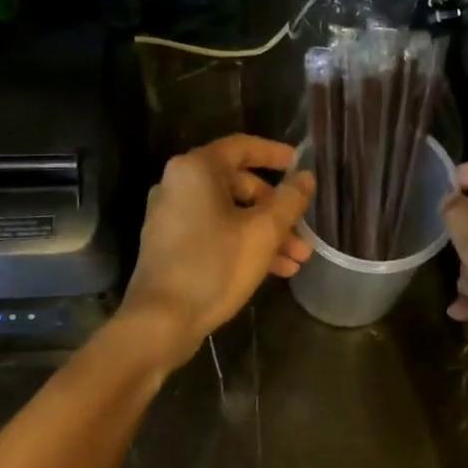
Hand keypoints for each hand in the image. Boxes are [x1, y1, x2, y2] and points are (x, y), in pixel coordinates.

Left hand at [118, 136, 315, 365]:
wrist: (161, 321)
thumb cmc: (214, 266)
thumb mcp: (263, 232)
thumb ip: (289, 201)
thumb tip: (306, 177)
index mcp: (195, 170)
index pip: (242, 147)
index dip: (275, 154)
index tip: (300, 165)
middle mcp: (178, 185)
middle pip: (238, 185)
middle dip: (276, 210)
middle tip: (303, 233)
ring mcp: (171, 217)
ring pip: (229, 214)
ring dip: (265, 234)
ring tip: (297, 261)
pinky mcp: (170, 245)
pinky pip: (214, 233)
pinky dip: (243, 244)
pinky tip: (273, 271)